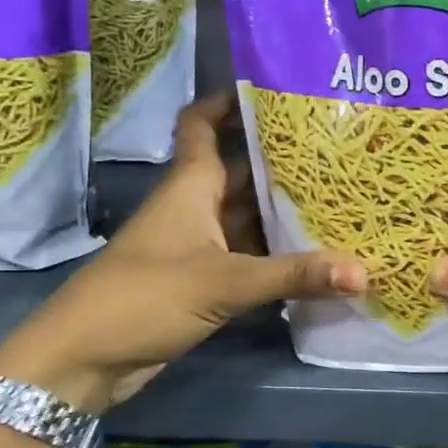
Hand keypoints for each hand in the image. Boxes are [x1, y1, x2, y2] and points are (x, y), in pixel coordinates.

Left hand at [0, 93, 365, 409]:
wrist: (83, 360)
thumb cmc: (144, 297)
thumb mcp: (224, 282)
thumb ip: (294, 275)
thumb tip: (364, 272)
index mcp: (191, 186)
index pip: (203, 124)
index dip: (230, 101)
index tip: (275, 88)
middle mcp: (195, 207)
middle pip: (241, 170)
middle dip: (282, 160)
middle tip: (337, 150)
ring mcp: (198, 245)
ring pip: (248, 216)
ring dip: (285, 211)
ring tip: (341, 197)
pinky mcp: (202, 281)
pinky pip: (248, 255)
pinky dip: (277, 254)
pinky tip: (316, 255)